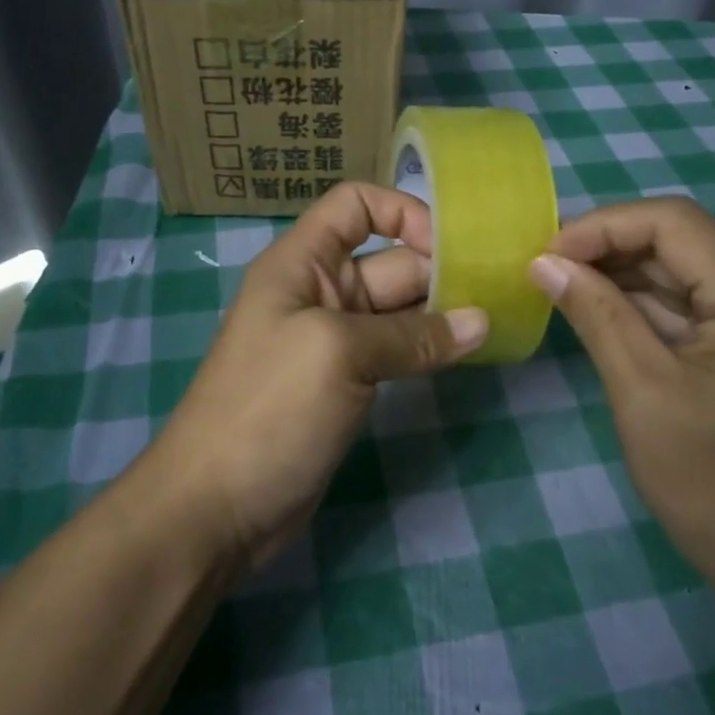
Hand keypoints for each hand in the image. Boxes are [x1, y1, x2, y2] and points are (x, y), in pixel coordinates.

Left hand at [150, 183, 487, 569]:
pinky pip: (396, 350)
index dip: (402, 212)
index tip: (450, 247)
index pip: (354, 206)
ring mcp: (334, 340)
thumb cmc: (268, 409)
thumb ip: (412, 335)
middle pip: (389, 259)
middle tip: (499, 290)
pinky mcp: (347, 383)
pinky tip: (467, 353)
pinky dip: (428, 348)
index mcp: (302, 263)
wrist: (215, 508)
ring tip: (496, 320)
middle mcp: (319, 291)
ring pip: (398, 309)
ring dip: (442, 311)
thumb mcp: (339, 354)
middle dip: (439, 268)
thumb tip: (481, 323)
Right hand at [528, 198, 714, 623]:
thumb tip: (544, 262)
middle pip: (681, 243)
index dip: (602, 227)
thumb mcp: (644, 393)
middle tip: (543, 271)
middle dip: (608, 250)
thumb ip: (596, 315)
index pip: (673, 223)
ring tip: (560, 288)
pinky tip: (601, 315)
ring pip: (686, 275)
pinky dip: (647, 309)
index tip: (545, 256)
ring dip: (623, 278)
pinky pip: (696, 310)